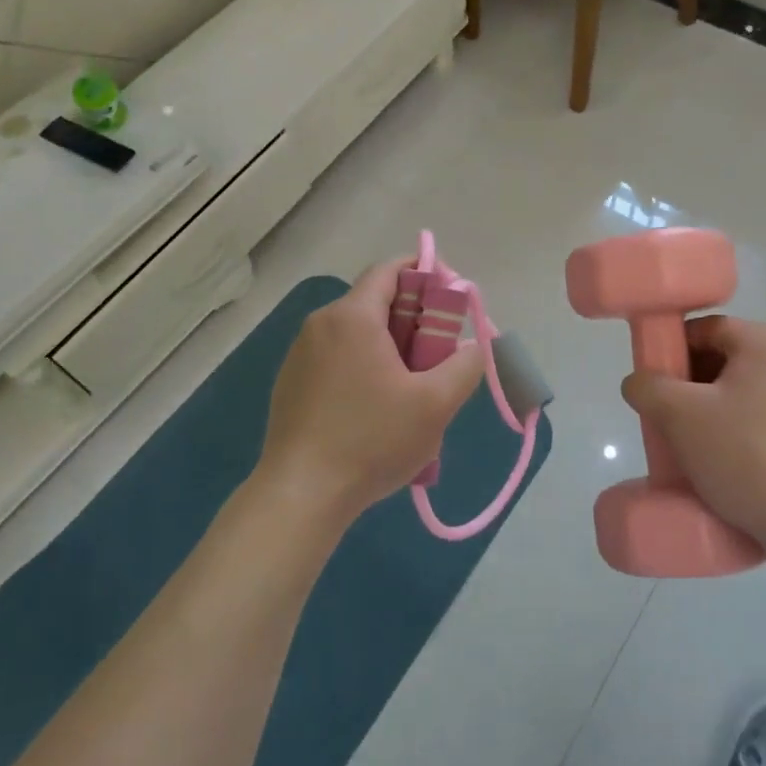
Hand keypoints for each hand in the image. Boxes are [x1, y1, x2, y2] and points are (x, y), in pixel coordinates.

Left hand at [257, 258, 484, 525]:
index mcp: (353, 316)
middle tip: (439, 354)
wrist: (300, 495)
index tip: (452, 299)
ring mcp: (300, 354)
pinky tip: (376, 409)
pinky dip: (364, 366)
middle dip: (414, 318)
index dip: (426, 273)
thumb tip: (474, 348)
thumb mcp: (435, 404)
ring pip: (357, 332)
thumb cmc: (371, 441)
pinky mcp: (291, 382)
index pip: (391, 269)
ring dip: (390, 346)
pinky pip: (337, 357)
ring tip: (412, 388)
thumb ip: (465, 366)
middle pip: (376, 301)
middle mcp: (321, 324)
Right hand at [621, 316, 765, 555]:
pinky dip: (743, 424)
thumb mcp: (679, 417)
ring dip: (715, 406)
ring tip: (696, 443)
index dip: (671, 351)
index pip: (705, 329)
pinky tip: (729, 458)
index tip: (655, 386)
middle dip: (692, 381)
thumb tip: (639, 382)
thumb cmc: (746, 458)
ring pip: (747, 386)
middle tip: (670, 417)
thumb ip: (647, 387)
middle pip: (727, 355)